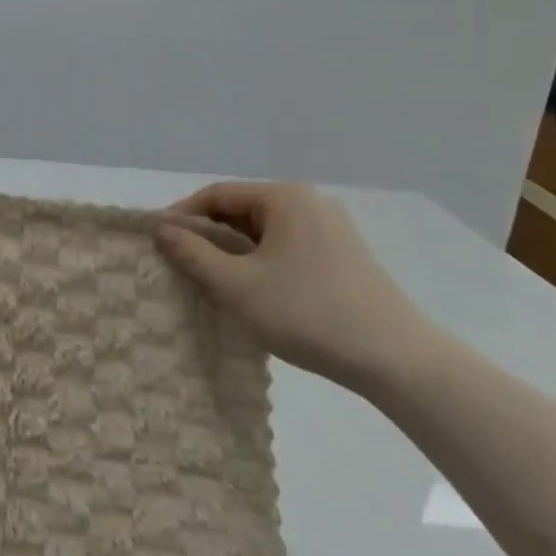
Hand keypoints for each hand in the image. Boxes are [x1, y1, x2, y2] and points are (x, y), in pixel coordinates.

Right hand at [154, 181, 437, 391]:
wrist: (398, 361)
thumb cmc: (308, 313)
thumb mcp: (237, 285)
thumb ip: (193, 253)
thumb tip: (162, 229)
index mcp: (284, 198)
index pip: (217, 194)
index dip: (182, 215)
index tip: (158, 240)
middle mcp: (310, 203)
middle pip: (242, 210)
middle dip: (208, 234)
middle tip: (181, 263)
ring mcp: (333, 230)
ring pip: (266, 232)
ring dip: (235, 251)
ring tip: (213, 280)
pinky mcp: (346, 257)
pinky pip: (288, 247)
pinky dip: (263, 262)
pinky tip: (255, 291)